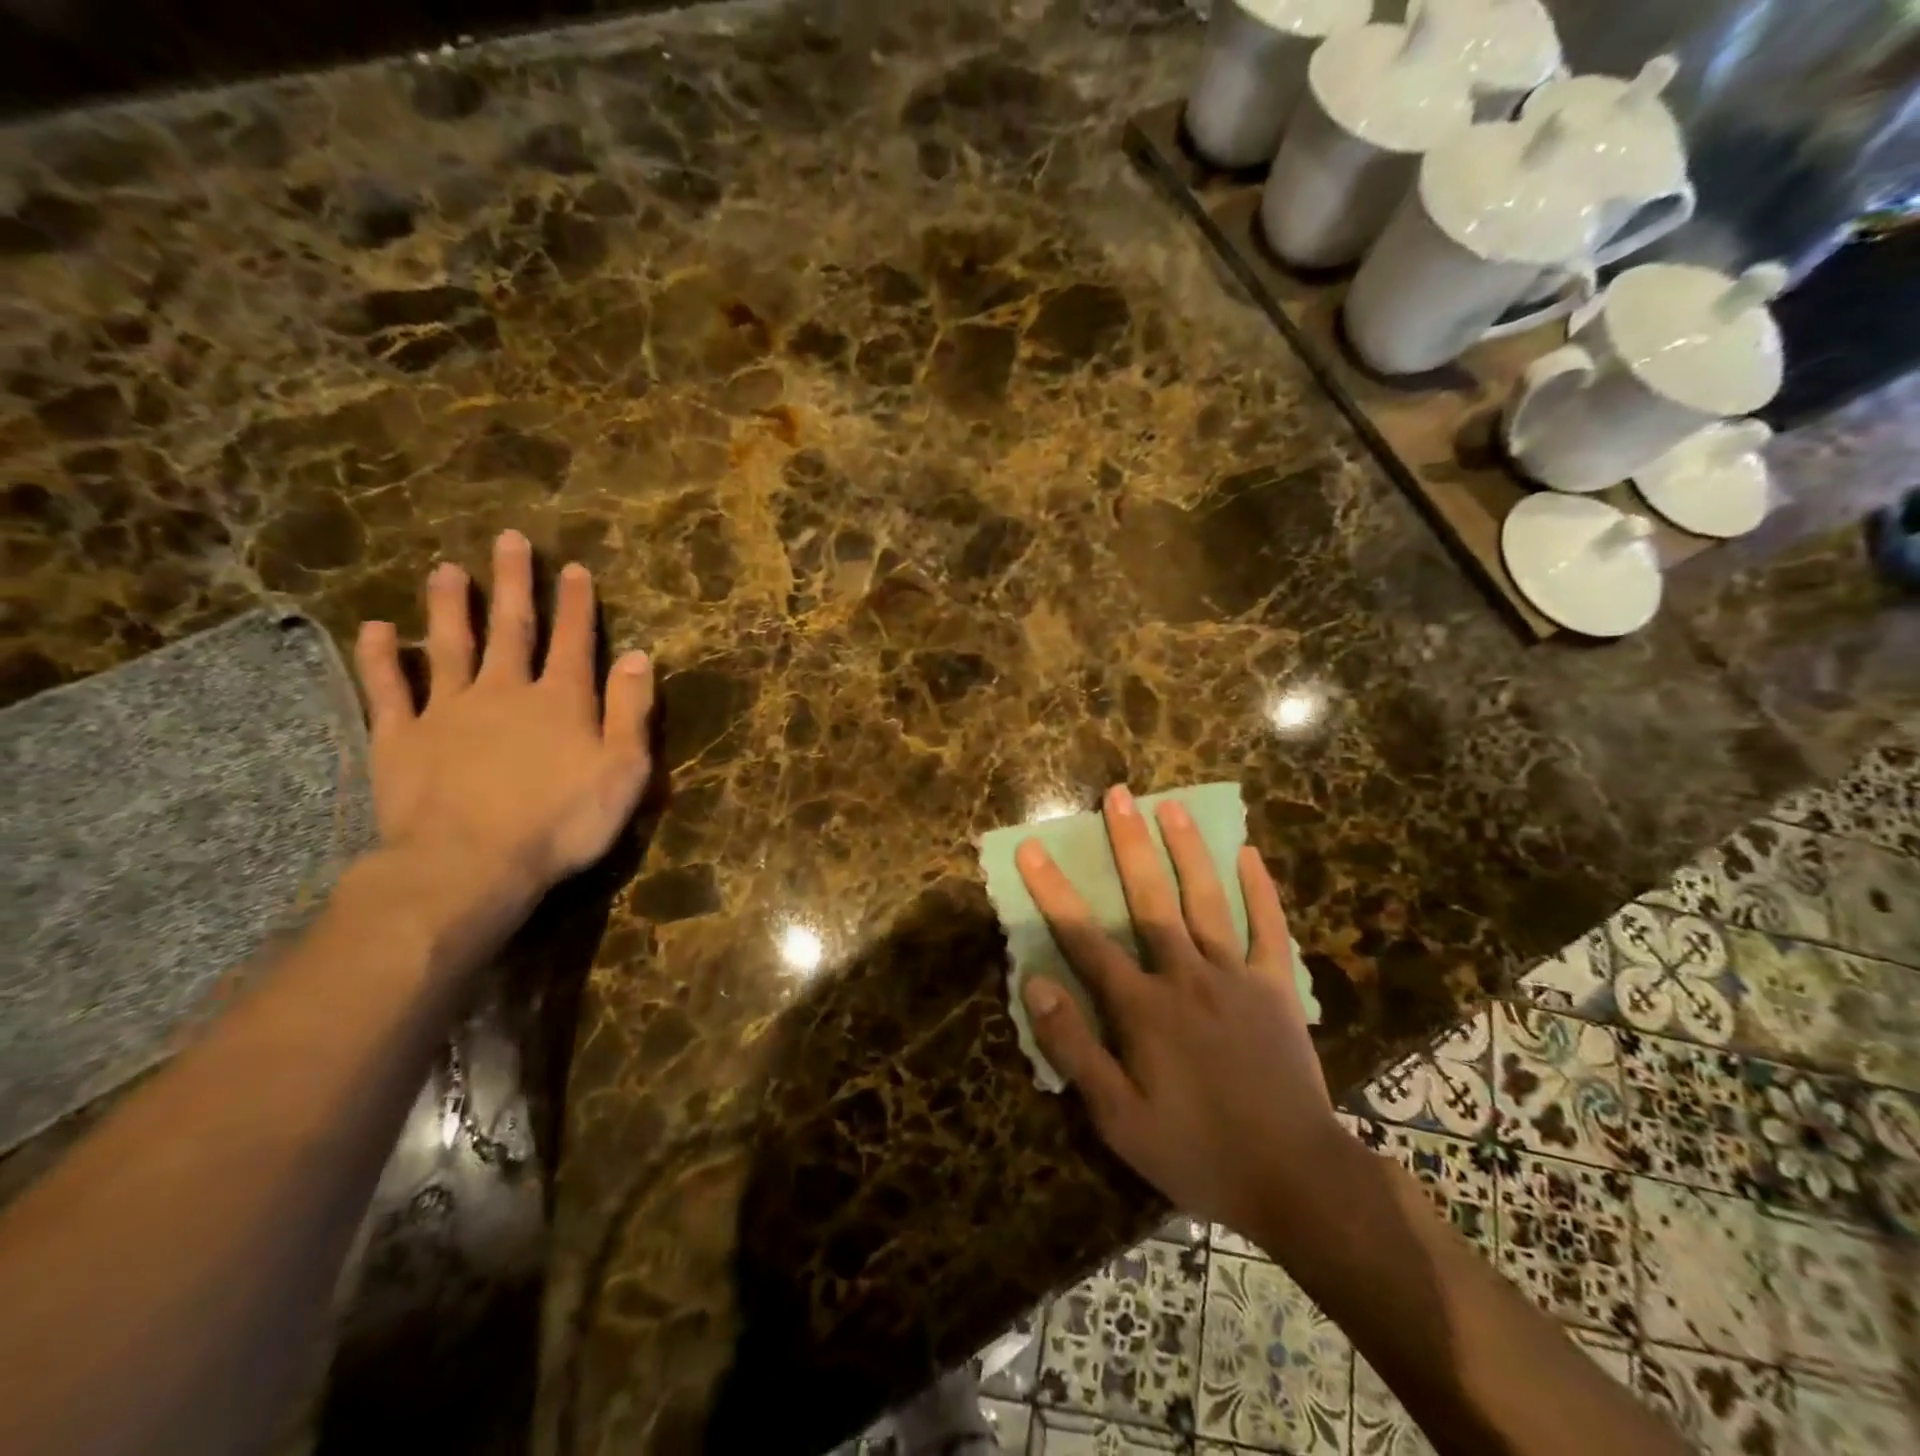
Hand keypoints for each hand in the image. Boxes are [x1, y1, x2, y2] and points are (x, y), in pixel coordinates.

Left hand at [352, 529, 654, 897]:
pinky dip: (381, 658)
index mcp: (560, 700)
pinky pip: (388, 689)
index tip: (574, 568)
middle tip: (508, 540)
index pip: (574, 640)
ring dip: (448, 606)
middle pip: (510, 628)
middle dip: (512, 583)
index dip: (576, 604)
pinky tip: (376, 630)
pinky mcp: (400, 738)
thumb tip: (639, 655)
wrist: (470, 863)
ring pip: (449, 646)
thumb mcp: (623, 769)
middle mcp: (504, 691)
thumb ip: (630, 710)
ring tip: (445, 570)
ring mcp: (447, 711)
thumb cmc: (562, 821)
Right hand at [1017, 785, 1337, 1239]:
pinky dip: (1260, 891)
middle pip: (1149, 899)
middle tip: (1118, 796)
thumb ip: (1073, 1047)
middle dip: (1129, 844)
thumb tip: (1034, 984)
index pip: (1085, 938)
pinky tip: (1250, 855)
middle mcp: (1185, 975)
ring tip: (1172, 806)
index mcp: (1142, 1006)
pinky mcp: (1277, 987)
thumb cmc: (1196, 1150)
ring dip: (1187, 851)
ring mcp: (1235, 976)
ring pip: (1206, 900)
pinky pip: (1269, 929)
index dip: (1053, 891)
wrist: (1296, 1179)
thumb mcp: (1117, 1117)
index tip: (1033, 847)